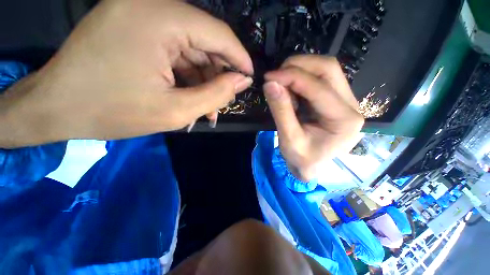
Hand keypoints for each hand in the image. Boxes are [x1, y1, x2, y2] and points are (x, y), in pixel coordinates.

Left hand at [2, 0, 252, 146]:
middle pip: (206, 41)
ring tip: (208, 108)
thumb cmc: (112, 112)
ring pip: (192, 49)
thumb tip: (242, 81)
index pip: (219, 34)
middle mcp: (152, 5)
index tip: (249, 79)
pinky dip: (188, 75)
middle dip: (219, 75)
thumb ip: (217, 94)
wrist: (56, 108)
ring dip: (204, 80)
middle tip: (224, 102)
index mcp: (160, 18)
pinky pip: (175, 50)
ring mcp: (140, 13)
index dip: (240, 59)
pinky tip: (190, 97)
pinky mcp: (134, 25)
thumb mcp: (177, 110)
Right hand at [263, 55, 363, 181]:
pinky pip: (321, 78)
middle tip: (275, 75)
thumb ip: (281, 111)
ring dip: (300, 70)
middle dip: (298, 66)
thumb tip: (270, 84)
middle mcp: (351, 105)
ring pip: (326, 69)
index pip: (318, 88)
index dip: (292, 77)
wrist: (312, 166)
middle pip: (328, 69)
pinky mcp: (336, 99)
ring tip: (281, 83)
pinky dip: (302, 78)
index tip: (268, 77)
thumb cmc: (302, 159)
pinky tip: (290, 88)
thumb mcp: (289, 140)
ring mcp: (346, 100)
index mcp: (344, 120)